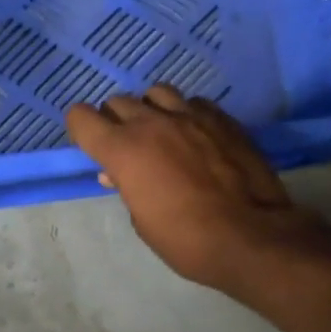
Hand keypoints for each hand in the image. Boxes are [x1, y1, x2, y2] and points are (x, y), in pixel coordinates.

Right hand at [65, 86, 330, 296]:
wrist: (250, 236)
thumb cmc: (185, 239)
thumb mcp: (142, 221)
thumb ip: (127, 187)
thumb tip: (118, 173)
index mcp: (122, 150)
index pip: (81, 117)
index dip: (81, 128)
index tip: (90, 144)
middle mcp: (151, 123)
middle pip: (118, 102)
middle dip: (115, 121)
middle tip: (126, 147)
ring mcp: (189, 116)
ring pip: (156, 92)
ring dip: (150, 109)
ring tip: (161, 132)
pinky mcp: (222, 118)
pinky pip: (193, 102)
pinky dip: (186, 114)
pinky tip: (195, 135)